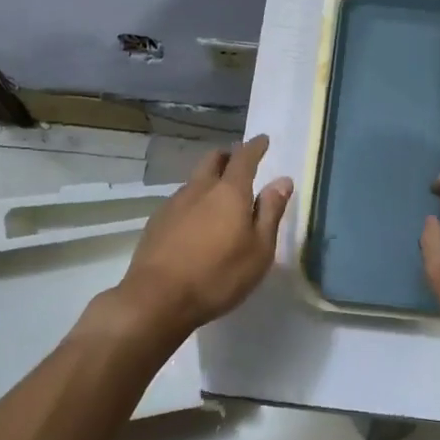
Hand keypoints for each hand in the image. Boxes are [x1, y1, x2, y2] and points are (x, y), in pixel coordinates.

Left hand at [98, 135, 291, 344]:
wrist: (156, 299)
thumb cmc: (218, 275)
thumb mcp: (259, 250)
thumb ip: (270, 212)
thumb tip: (282, 180)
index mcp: (229, 192)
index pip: (244, 157)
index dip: (255, 147)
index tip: (263, 140)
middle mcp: (200, 188)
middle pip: (213, 159)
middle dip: (228, 156)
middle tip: (239, 163)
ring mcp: (174, 203)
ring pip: (195, 180)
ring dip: (209, 180)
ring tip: (219, 198)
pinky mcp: (157, 222)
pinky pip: (181, 200)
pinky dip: (194, 201)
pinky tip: (196, 223)